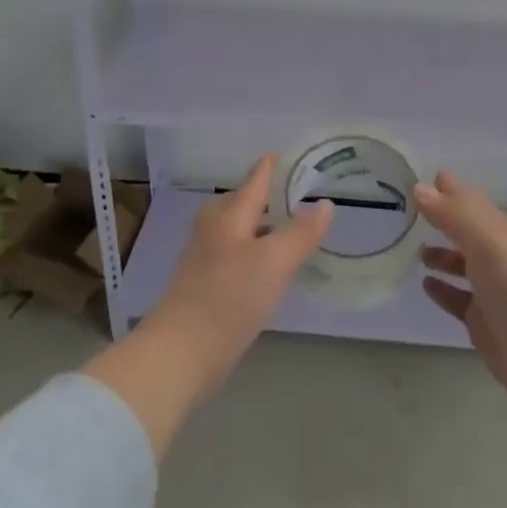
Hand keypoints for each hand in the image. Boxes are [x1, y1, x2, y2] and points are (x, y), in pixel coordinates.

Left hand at [84, 154, 329, 456]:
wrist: (181, 354)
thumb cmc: (229, 297)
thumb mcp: (274, 262)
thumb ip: (301, 233)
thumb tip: (325, 204)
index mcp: (229, 217)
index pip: (254, 182)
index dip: (269, 167)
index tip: (283, 153)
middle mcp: (214, 232)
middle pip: (239, 204)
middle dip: (262, 196)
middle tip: (290, 193)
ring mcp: (206, 261)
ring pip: (236, 232)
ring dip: (258, 227)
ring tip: (285, 228)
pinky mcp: (204, 289)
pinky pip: (234, 257)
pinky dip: (252, 253)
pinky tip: (267, 268)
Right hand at [417, 171, 506, 418]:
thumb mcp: (488, 241)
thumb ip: (454, 214)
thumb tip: (420, 188)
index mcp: (503, 232)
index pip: (472, 203)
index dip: (452, 191)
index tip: (428, 177)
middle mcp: (499, 257)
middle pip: (468, 233)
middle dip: (446, 221)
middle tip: (413, 212)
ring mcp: (492, 293)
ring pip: (463, 266)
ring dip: (443, 255)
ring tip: (416, 250)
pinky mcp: (484, 325)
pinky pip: (458, 301)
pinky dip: (443, 290)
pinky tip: (425, 285)